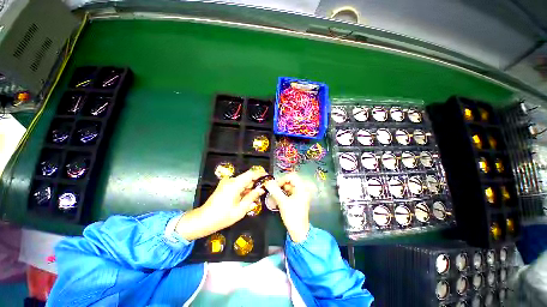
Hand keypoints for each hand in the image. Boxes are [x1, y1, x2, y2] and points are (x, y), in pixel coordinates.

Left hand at [175, 167, 266, 240]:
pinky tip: (247, 197)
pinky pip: (237, 185)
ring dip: (250, 187)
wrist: (203, 220)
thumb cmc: (223, 217)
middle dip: (256, 182)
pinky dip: (244, 189)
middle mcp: (231, 180)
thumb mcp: (241, 209)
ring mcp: (227, 183)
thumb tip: (261, 189)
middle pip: (247, 177)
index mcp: (235, 184)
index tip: (268, 178)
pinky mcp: (224, 186)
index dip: (260, 174)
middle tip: (264, 190)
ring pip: (243, 181)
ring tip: (257, 195)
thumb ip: (252, 197)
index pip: (251, 173)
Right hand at [264, 173, 312, 242]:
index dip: (282, 179)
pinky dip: (283, 194)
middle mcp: (302, 190)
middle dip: (280, 185)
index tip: (275, 185)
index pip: (291, 176)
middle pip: (290, 181)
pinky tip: (277, 199)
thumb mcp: (282, 202)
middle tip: (273, 190)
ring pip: (289, 187)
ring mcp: (300, 195)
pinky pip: (289, 193)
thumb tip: (267, 182)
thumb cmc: (292, 216)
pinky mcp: (297, 200)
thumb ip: (275, 191)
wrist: (299, 231)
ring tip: (274, 195)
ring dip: (281, 190)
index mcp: (302, 188)